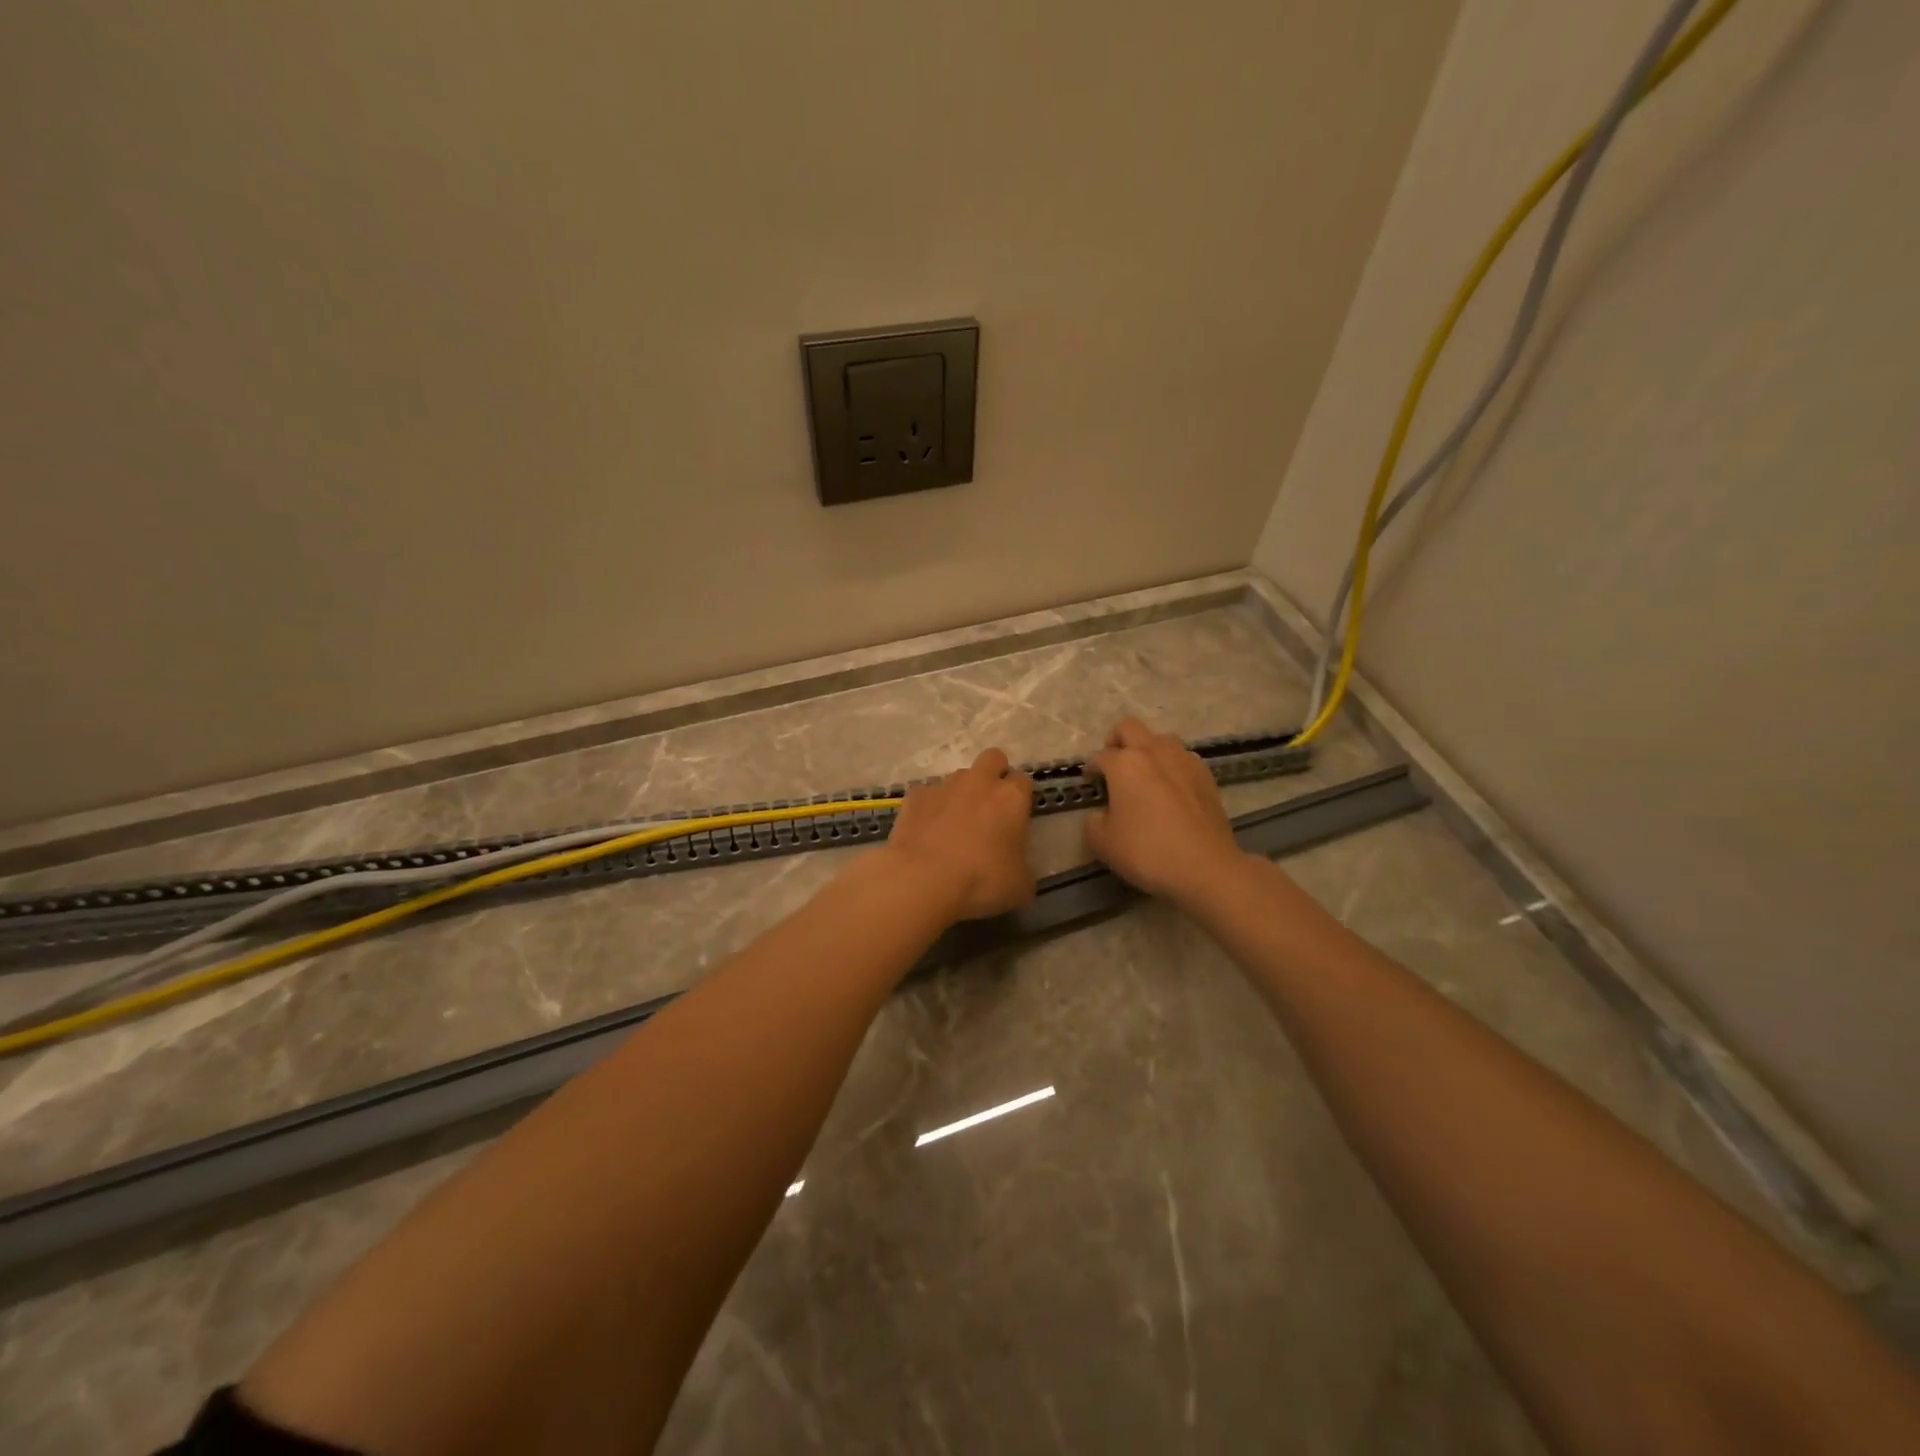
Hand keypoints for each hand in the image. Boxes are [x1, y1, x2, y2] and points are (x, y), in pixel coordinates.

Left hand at [880, 748, 1035, 920]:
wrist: (922, 878)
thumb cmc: (981, 880)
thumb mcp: (1019, 885)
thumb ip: (1022, 867)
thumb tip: (1017, 867)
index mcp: (1011, 798)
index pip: (1024, 780)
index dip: (1021, 796)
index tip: (1016, 817)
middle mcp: (979, 782)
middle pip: (993, 758)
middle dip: (994, 773)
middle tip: (989, 805)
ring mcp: (944, 786)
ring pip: (958, 776)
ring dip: (960, 793)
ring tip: (953, 824)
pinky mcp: (914, 796)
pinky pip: (927, 794)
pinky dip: (929, 807)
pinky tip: (926, 830)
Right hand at [1085, 718, 1244, 905]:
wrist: (1205, 867)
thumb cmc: (1147, 852)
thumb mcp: (1103, 843)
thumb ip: (1093, 822)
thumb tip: (1101, 814)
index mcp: (1125, 764)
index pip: (1100, 756)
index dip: (1092, 769)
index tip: (1091, 783)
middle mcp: (1154, 752)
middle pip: (1129, 728)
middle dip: (1116, 741)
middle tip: (1114, 766)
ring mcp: (1184, 760)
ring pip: (1160, 739)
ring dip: (1148, 751)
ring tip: (1145, 777)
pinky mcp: (1207, 776)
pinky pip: (1183, 759)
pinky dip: (1172, 767)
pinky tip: (1172, 791)